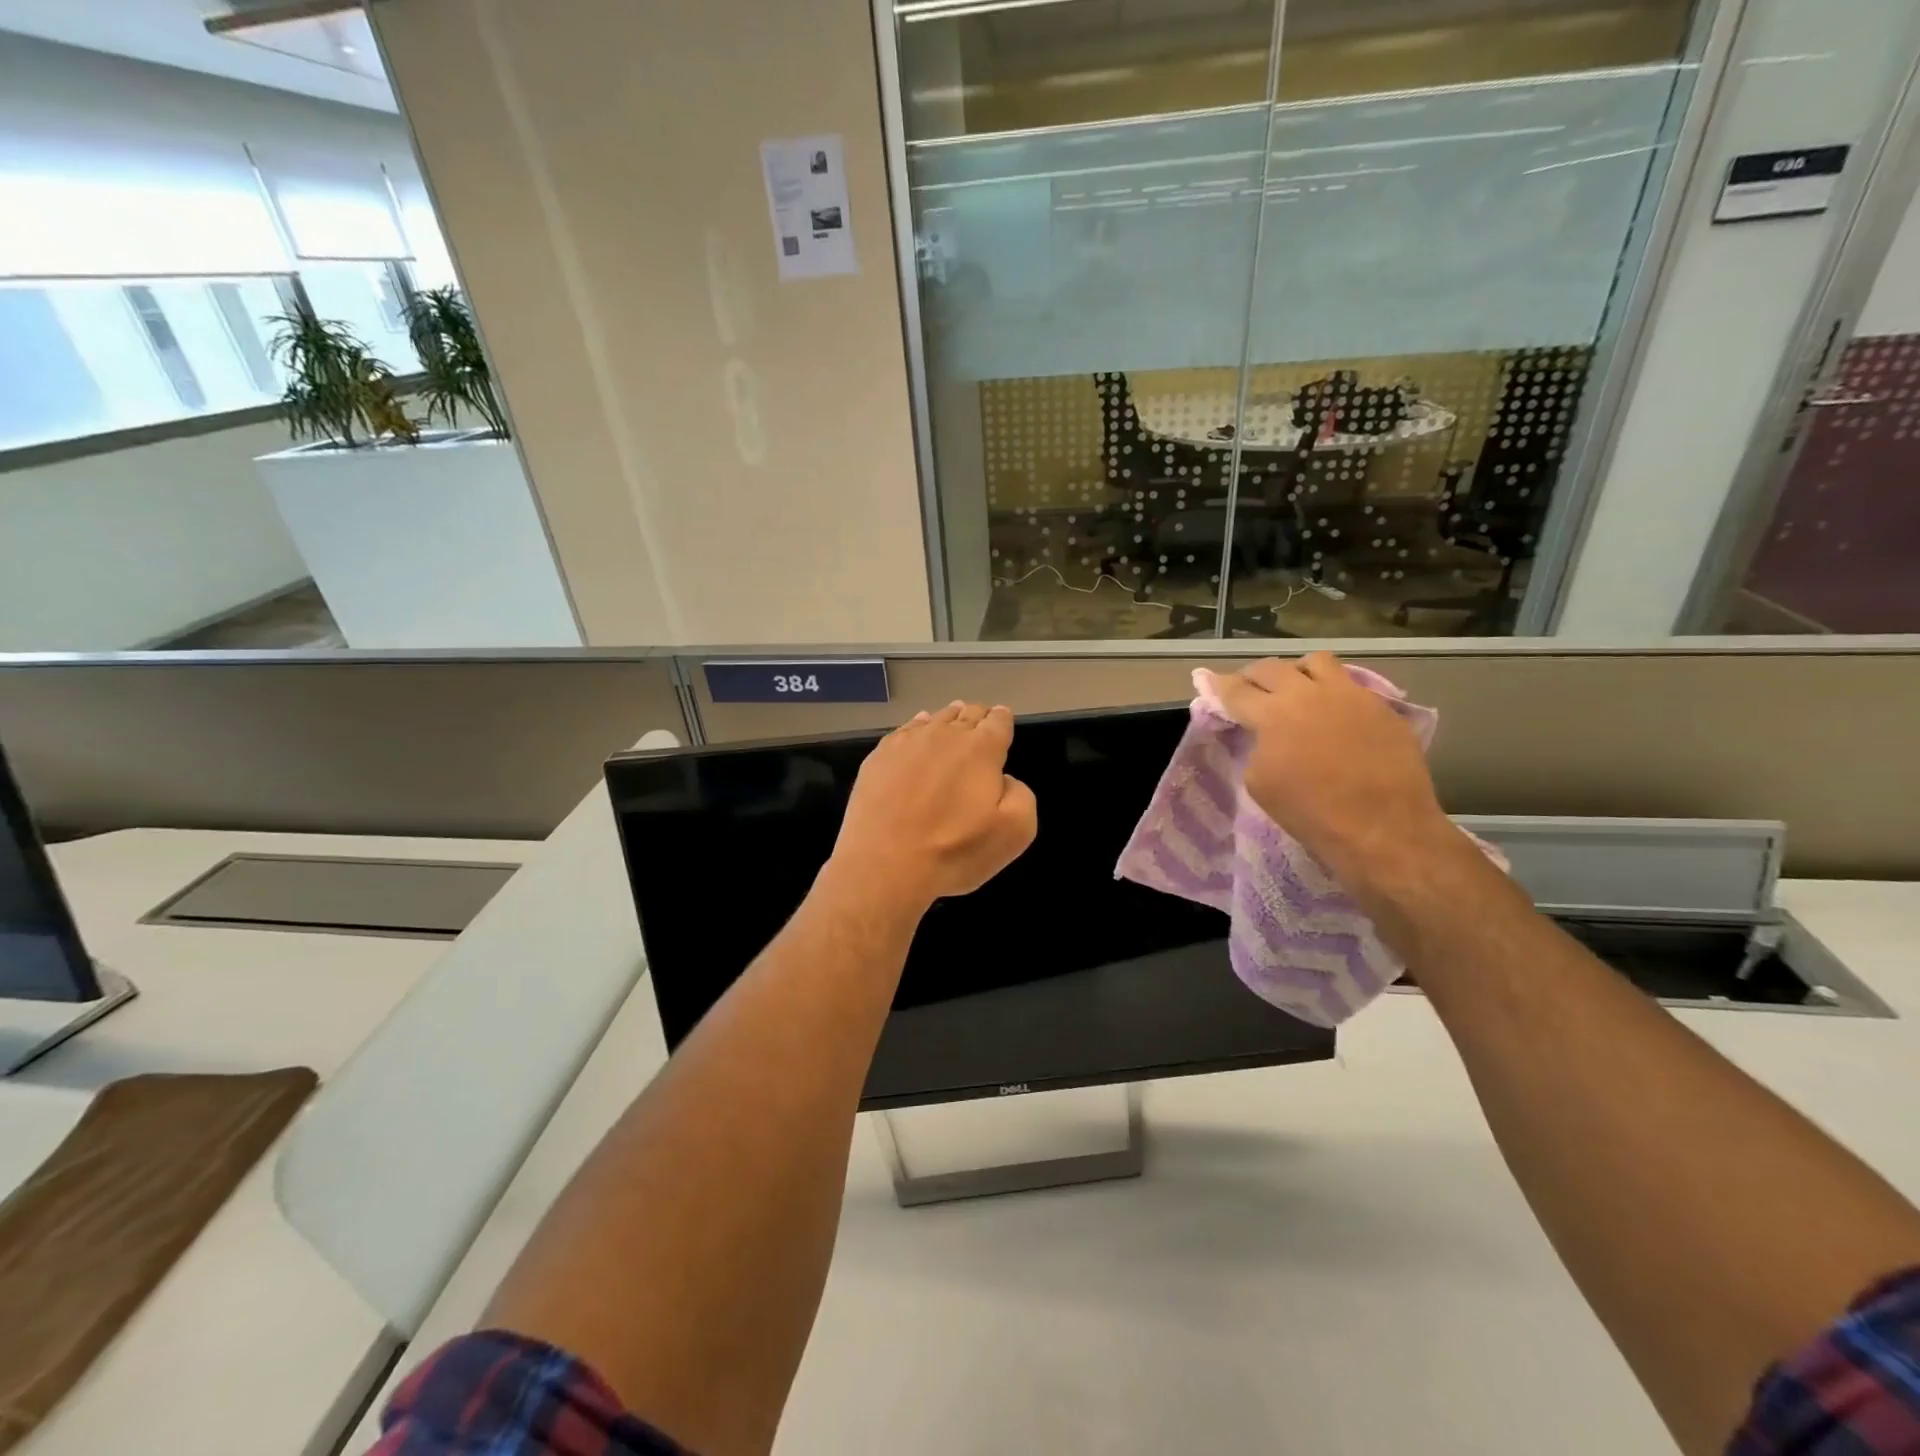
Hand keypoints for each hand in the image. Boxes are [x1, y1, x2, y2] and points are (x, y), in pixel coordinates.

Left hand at [830, 702, 1037, 910]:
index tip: (1003, 722)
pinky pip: (905, 730)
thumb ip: (1021, 795)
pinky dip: (917, 727)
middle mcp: (945, 735)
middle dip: (977, 717)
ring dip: (949, 719)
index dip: (1003, 721)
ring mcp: (908, 742)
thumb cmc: (955, 851)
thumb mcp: (1015, 832)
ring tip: (953, 722)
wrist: (884, 864)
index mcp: (982, 749)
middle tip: (980, 725)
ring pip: (936, 718)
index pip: (998, 721)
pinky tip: (918, 731)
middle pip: (967, 714)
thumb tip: (1004, 780)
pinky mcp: (879, 756)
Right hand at [1210, 654, 1457, 890]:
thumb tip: (1263, 733)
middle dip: (1253, 676)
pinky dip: (1333, 693)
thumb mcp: (1260, 783)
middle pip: (1271, 667)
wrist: (1382, 829)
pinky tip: (1333, 715)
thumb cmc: (1311, 812)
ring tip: (1296, 690)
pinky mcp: (1380, 706)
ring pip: (1315, 662)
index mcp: (1272, 714)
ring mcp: (1349, 695)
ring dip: (1297, 673)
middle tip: (1248, 690)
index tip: (1210, 683)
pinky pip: (1350, 685)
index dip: (1219, 686)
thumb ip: (1256, 746)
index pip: (1236, 690)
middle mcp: (1308, 693)